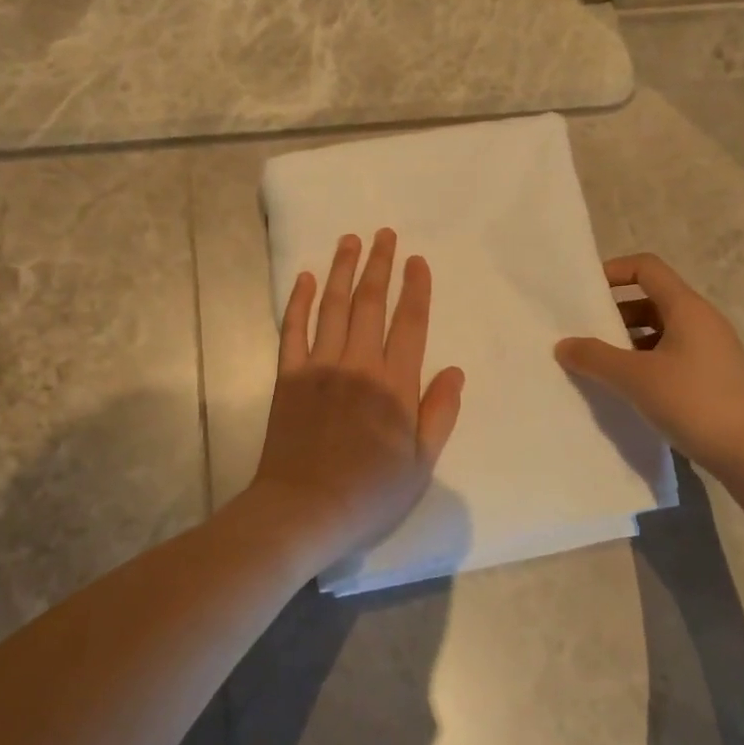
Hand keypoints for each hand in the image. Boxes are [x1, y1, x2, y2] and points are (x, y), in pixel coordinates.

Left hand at [245, 229, 464, 579]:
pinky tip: (305, 278)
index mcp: (395, 385)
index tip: (417, 260)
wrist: (303, 510)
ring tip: (349, 240)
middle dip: (379, 265)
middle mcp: (358, 364)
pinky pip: (292, 330)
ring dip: (342, 270)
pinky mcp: (288, 376)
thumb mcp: (421, 464)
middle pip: (370, 303)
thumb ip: (440, 413)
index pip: (410, 323)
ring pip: (333, 307)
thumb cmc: (369, 493)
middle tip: (383, 234)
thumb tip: (456, 372)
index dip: (415, 288)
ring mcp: (319, 366)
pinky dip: (299, 301)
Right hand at [554, 252, 743, 475]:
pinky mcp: (712, 376)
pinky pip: (671, 354)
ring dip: (628, 340)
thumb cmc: (694, 402)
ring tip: (599, 363)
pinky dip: (645, 361)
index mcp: (687, 308)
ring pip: (660, 330)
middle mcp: (701, 320)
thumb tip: (563, 345)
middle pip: (652, 299)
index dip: (614, 271)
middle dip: (615, 312)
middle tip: (584, 332)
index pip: (647, 268)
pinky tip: (627, 387)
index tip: (585, 292)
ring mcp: (710, 349)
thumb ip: (595, 358)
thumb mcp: (636, 378)